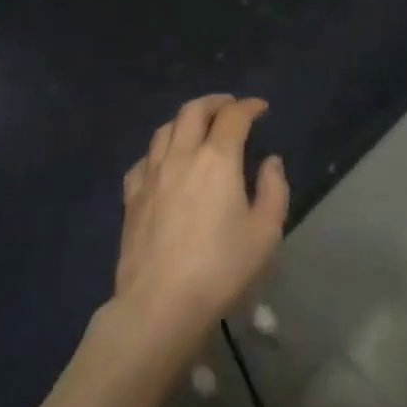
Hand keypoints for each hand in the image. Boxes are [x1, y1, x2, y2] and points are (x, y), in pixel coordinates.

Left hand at [114, 95, 289, 354]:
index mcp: (218, 158)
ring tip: (198, 129)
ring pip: (165, 129)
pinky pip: (145, 159)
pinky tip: (165, 164)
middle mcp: (182, 155)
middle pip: (193, 111)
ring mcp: (151, 174)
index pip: (234, 116)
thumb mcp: (265, 232)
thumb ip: (274, 189)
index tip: (261, 109)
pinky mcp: (131, 197)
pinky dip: (159, 151)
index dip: (249, 106)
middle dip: (215, 102)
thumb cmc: (221, 268)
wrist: (160, 304)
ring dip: (185, 121)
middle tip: (230, 108)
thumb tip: (270, 162)